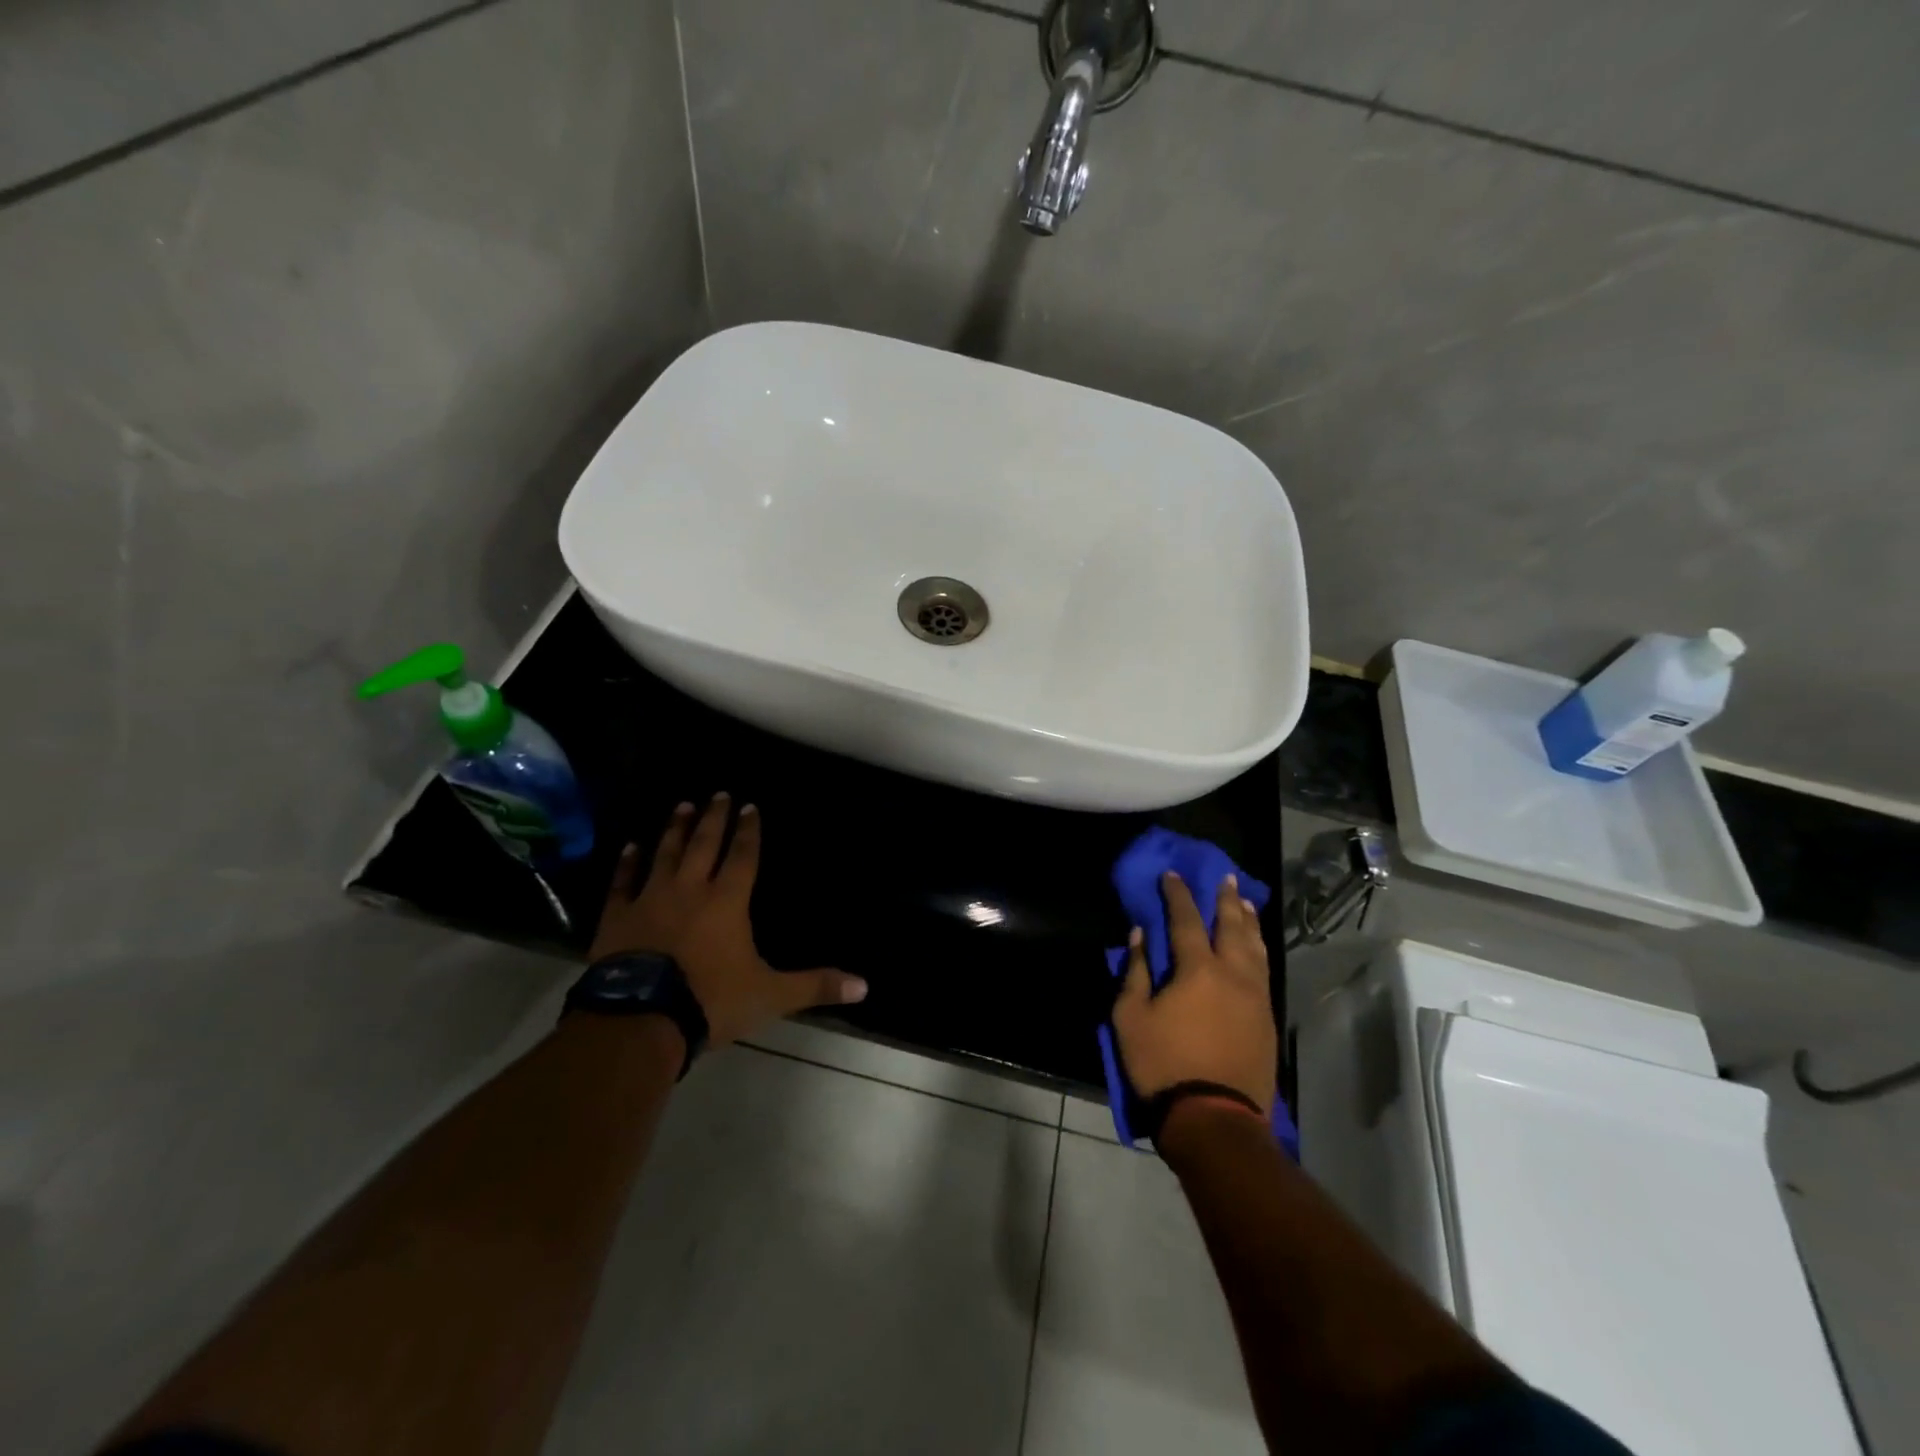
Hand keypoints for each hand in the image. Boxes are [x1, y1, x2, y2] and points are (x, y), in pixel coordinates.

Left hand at [588, 794, 867, 1046]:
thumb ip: (815, 986)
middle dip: (714, 818)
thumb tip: (864, 986)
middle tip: (718, 794)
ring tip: (683, 806)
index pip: (743, 857)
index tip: (750, 806)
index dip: (749, 832)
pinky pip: (623, 883)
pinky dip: (628, 864)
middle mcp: (690, 890)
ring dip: (676, 830)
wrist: (641, 1020)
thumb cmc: (711, 1000)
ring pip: (666, 854)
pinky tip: (631, 847)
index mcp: (728, 902)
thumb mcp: (771, 995)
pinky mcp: (617, 918)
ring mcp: (650, 900)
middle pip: (705, 845)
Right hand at [1112, 871, 1276, 1113]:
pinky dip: (1258, 949)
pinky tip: (1255, 947)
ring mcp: (1255, 997)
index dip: (1178, 894)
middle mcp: (1233, 974)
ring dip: (1248, 921)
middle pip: (1231, 926)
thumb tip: (1140, 935)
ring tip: (1244, 903)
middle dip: (1225, 899)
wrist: (1214, 1118)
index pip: (1186, 919)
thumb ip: (1135, 972)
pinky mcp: (1267, 1020)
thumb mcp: (1131, 1017)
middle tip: (1224, 877)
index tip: (1172, 874)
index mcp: (1197, 969)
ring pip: (1255, 947)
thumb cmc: (1163, 1064)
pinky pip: (1264, 971)